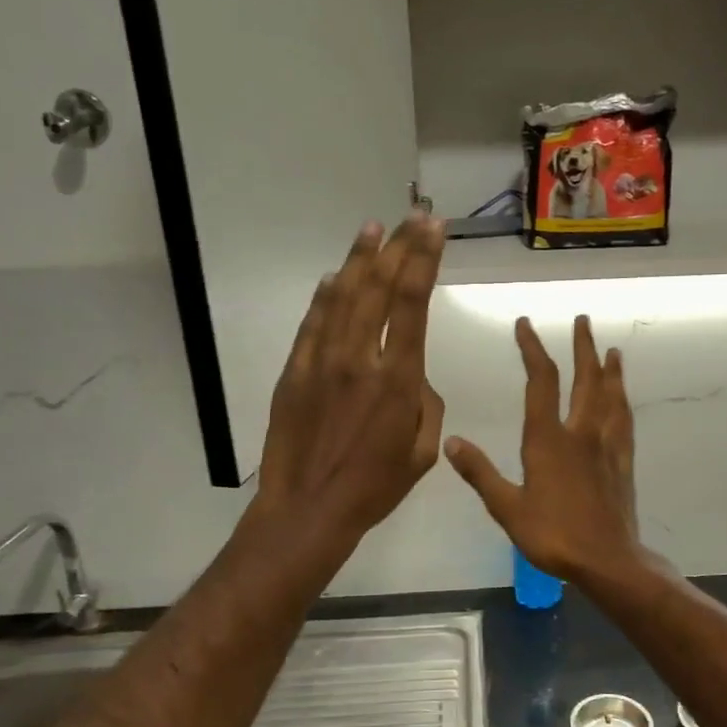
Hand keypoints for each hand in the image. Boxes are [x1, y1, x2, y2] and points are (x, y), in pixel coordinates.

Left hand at [255, 215, 445, 545]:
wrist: (308, 509)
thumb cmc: (374, 488)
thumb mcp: (421, 452)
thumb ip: (424, 404)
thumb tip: (412, 376)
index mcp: (397, 380)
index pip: (412, 304)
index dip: (423, 259)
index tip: (433, 229)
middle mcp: (359, 359)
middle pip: (379, 288)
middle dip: (399, 247)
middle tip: (413, 216)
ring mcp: (321, 362)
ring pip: (343, 297)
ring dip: (360, 259)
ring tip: (373, 228)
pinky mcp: (293, 372)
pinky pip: (312, 323)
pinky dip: (325, 296)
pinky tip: (335, 277)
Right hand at [445, 315, 645, 586]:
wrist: (607, 560)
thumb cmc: (553, 535)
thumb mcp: (507, 508)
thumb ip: (480, 472)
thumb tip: (451, 441)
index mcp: (548, 440)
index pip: (541, 382)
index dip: (532, 349)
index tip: (526, 324)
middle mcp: (580, 433)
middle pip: (584, 380)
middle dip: (581, 347)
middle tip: (582, 319)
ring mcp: (606, 446)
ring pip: (610, 397)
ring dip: (610, 370)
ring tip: (612, 349)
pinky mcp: (622, 463)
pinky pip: (624, 423)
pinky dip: (623, 403)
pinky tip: (624, 399)